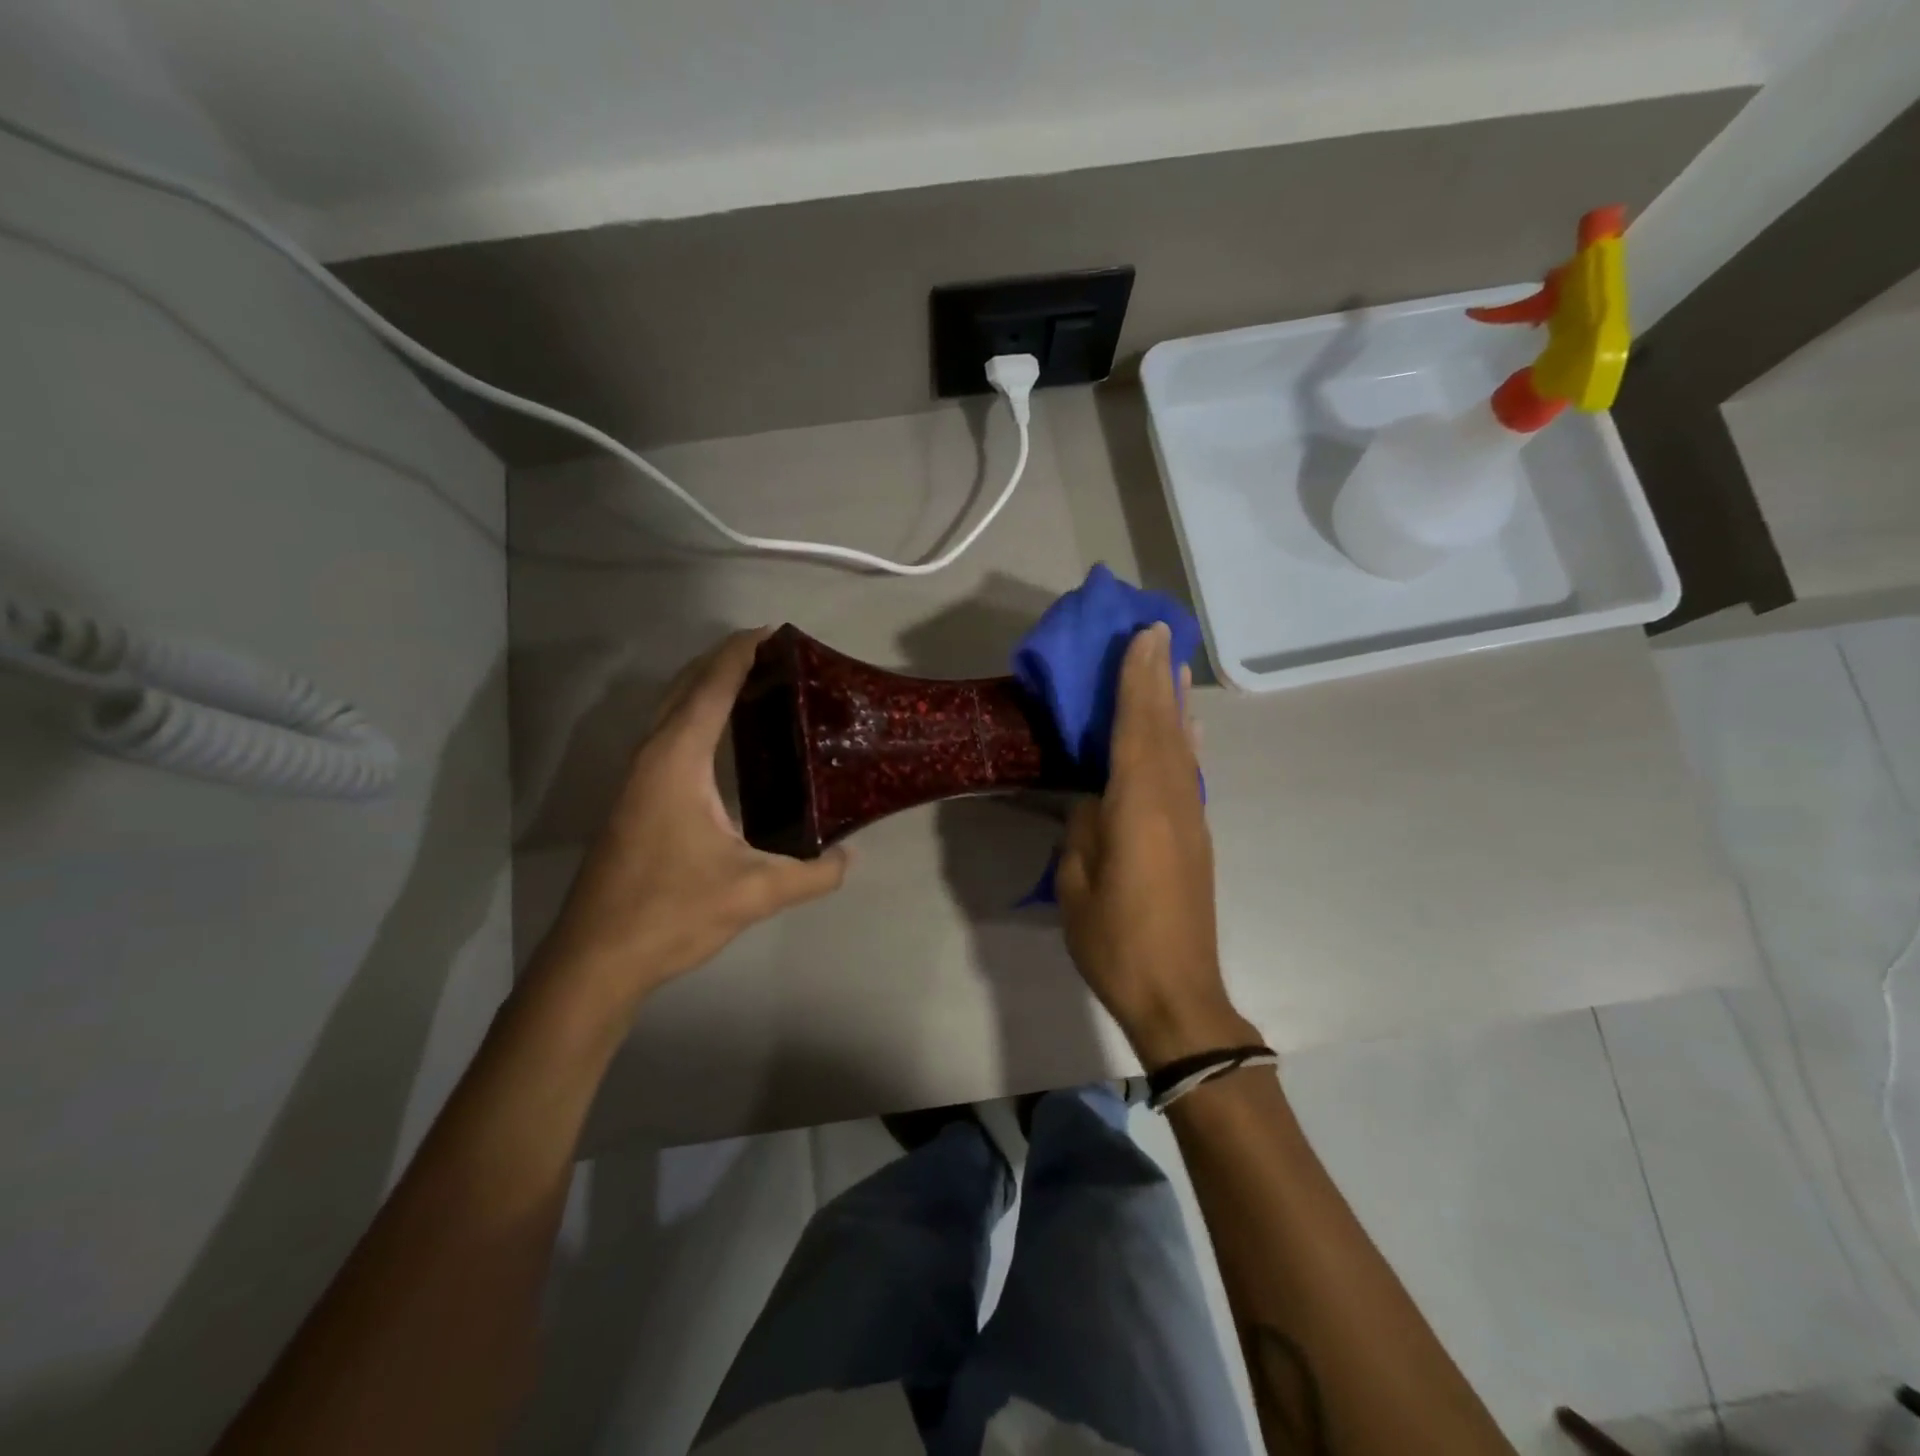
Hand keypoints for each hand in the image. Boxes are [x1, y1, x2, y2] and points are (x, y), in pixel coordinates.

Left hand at [533, 629, 849, 1018]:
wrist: (596, 958)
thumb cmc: (671, 912)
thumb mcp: (755, 893)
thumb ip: (812, 873)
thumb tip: (850, 857)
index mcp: (677, 760)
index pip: (711, 687)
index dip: (741, 653)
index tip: (776, 632)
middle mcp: (652, 756)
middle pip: (686, 687)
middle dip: (725, 660)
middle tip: (777, 655)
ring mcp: (637, 778)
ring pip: (672, 710)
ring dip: (708, 686)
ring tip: (757, 685)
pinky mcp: (635, 800)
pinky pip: (669, 736)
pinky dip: (697, 716)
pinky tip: (724, 741)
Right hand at [1056, 624, 1256, 1067]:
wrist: (1177, 993)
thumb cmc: (1115, 940)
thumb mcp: (1077, 883)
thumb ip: (1084, 829)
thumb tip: (1093, 799)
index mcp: (1137, 808)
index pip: (1137, 728)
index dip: (1137, 680)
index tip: (1141, 637)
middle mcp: (1172, 802)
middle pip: (1164, 728)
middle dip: (1159, 677)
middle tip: (1157, 632)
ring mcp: (1190, 820)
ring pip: (1182, 747)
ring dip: (1176, 703)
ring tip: (1174, 666)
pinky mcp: (1196, 838)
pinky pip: (1188, 773)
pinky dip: (1185, 740)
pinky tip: (1186, 729)